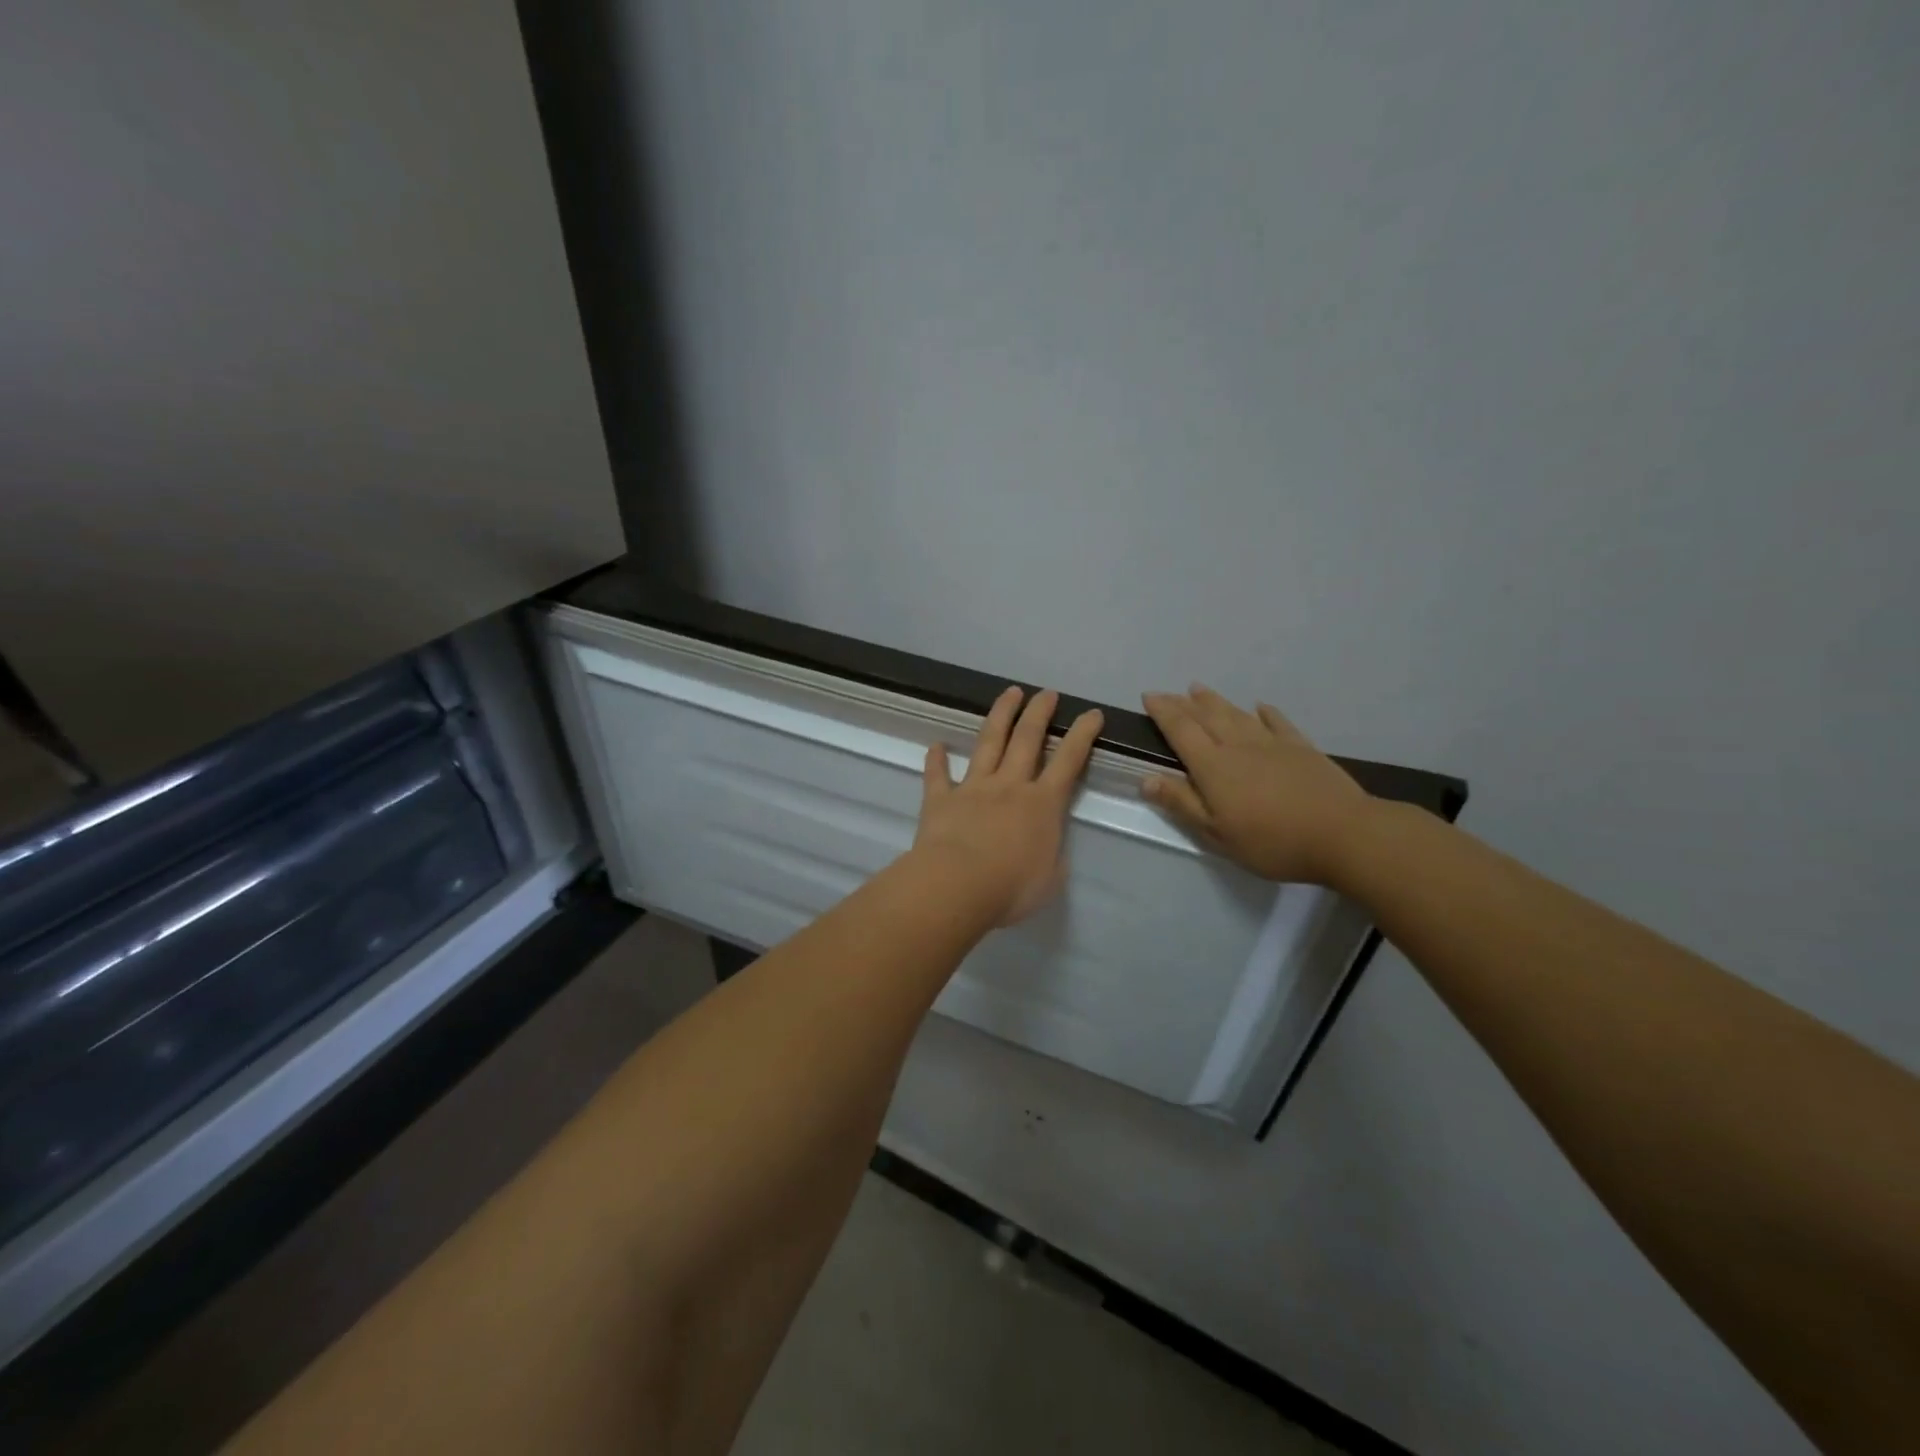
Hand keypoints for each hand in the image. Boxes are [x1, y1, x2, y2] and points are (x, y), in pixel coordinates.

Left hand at [911, 687, 1103, 926]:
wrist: (957, 886)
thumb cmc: (1011, 888)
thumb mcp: (1050, 879)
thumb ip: (1052, 856)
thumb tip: (1048, 846)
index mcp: (1042, 805)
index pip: (1068, 762)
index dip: (1082, 736)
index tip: (1091, 714)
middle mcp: (1010, 786)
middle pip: (1027, 739)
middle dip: (1040, 713)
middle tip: (1048, 693)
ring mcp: (973, 788)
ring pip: (989, 743)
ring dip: (1000, 716)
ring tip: (1010, 693)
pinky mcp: (941, 799)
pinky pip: (938, 775)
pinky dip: (936, 760)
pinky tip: (935, 745)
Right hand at [1140, 686, 1373, 885]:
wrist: (1343, 834)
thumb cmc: (1272, 841)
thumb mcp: (1217, 833)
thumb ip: (1182, 803)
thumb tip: (1146, 779)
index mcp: (1213, 766)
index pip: (1181, 730)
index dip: (1163, 712)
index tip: (1148, 696)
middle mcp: (1238, 746)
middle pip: (1206, 717)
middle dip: (1184, 703)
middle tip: (1168, 692)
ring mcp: (1272, 743)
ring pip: (1237, 714)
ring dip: (1215, 701)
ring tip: (1199, 689)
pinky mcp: (1301, 748)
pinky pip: (1277, 722)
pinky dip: (1265, 712)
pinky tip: (1259, 706)